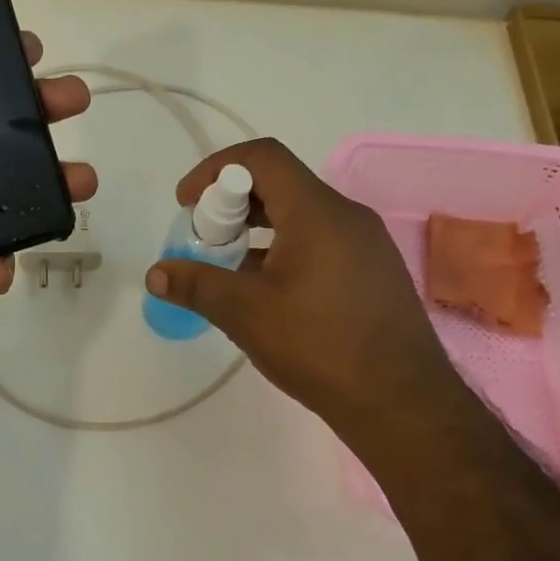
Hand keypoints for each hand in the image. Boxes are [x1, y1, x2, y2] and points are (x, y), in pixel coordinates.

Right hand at [145, 139, 462, 430]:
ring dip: (257, 229)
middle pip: (280, 184)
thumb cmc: (320, 346)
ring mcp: (366, 244)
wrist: (403, 403)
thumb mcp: (246, 313)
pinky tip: (268, 292)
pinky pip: (321, 241)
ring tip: (229, 267)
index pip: (262, 157)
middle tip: (203, 238)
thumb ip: (197, 285)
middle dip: (231, 203)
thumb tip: (156, 273)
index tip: (186, 203)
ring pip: (301, 215)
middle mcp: (347, 216)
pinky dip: (285, 249)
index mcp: (317, 211)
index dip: (215, 169)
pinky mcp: (374, 272)